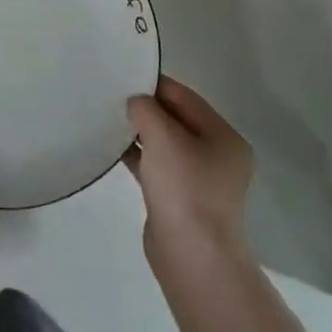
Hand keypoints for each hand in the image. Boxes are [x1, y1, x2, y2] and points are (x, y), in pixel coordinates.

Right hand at [125, 76, 252, 258]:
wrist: (192, 256)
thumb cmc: (185, 189)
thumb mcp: (163, 137)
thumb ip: (146, 109)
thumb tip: (136, 103)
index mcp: (223, 137)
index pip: (185, 97)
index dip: (155, 84)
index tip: (125, 75)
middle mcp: (215, 155)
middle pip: (176, 119)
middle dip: (146, 108)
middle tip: (112, 96)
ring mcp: (198, 179)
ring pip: (164, 143)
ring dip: (139, 131)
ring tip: (107, 118)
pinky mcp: (179, 199)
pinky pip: (156, 166)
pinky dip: (137, 155)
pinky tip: (112, 148)